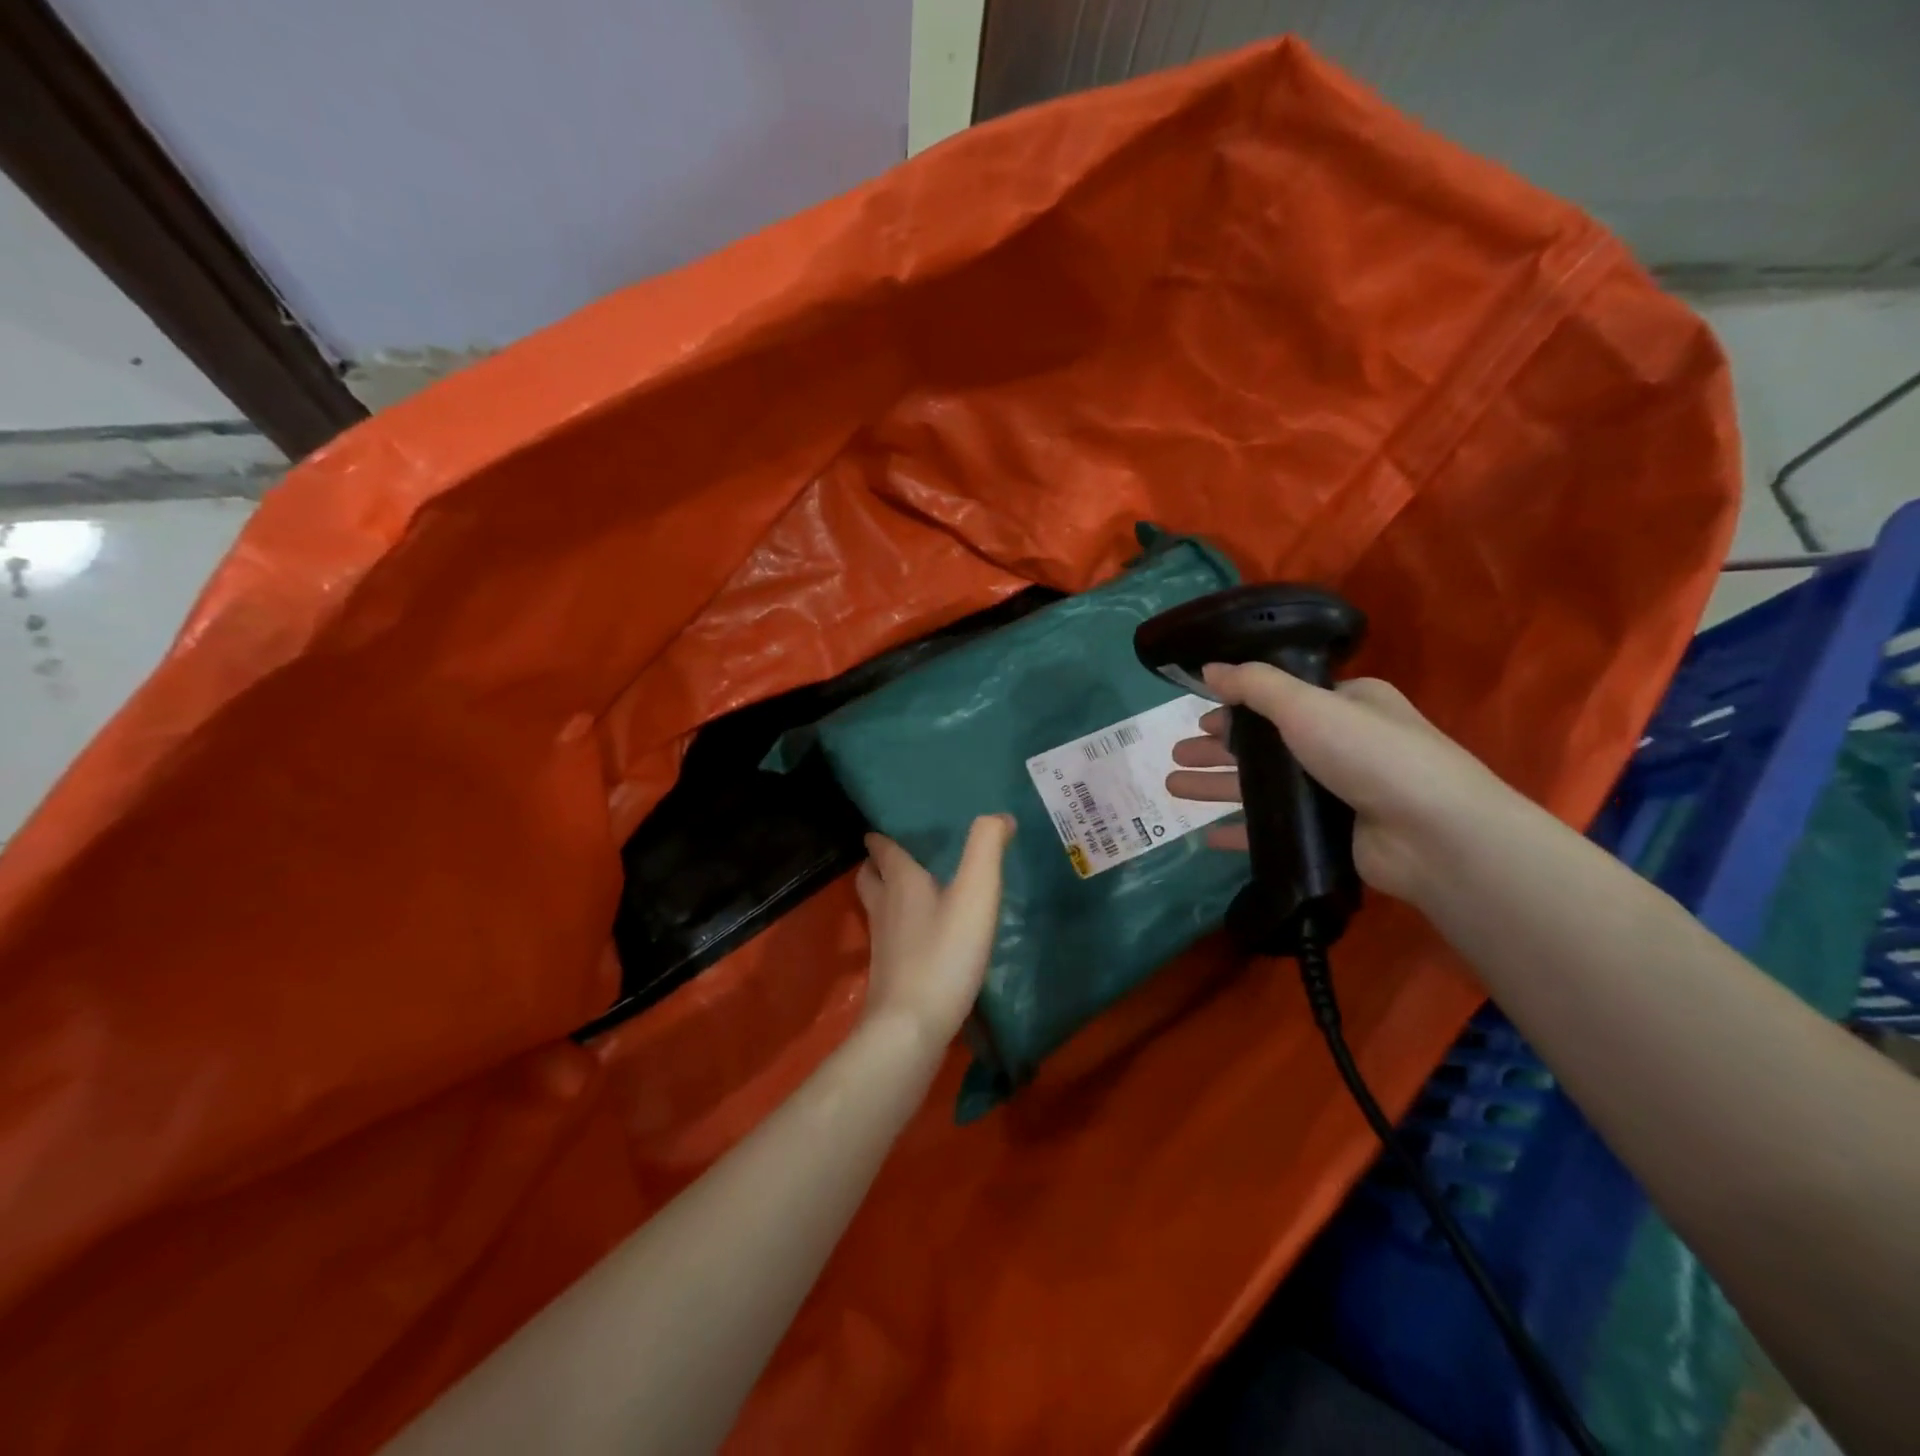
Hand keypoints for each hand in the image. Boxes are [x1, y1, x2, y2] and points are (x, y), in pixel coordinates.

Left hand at [855, 815, 1013, 1041]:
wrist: (911, 1026)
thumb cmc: (944, 953)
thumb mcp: (975, 893)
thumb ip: (986, 848)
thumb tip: (999, 816)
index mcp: (901, 882)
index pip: (883, 850)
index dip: (881, 837)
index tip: (883, 829)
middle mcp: (885, 907)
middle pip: (869, 878)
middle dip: (877, 865)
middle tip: (895, 858)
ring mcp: (883, 944)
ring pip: (877, 908)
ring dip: (887, 895)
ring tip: (912, 893)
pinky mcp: (889, 974)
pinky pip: (890, 938)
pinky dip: (900, 928)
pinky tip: (923, 937)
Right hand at [1164, 662, 1512, 905]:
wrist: (1433, 835)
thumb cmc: (1370, 753)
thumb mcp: (1307, 704)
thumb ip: (1253, 685)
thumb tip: (1209, 668)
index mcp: (1346, 703)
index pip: (1282, 698)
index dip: (1238, 706)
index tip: (1199, 714)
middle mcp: (1342, 744)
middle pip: (1265, 743)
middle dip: (1217, 748)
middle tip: (1176, 754)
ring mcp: (1337, 793)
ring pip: (1263, 786)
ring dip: (1218, 785)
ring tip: (1172, 786)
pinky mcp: (1331, 835)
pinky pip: (1274, 829)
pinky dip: (1241, 830)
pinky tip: (1207, 836)